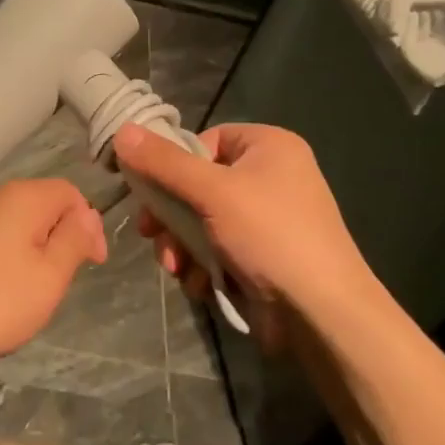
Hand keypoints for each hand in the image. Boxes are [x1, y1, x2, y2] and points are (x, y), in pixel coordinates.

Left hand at [0, 178, 106, 370]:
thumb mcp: (49, 276)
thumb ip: (74, 240)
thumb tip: (89, 216)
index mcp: (25, 197)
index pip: (72, 193)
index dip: (89, 225)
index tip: (92, 264)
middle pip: (46, 205)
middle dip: (63, 238)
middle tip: (62, 280)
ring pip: (21, 223)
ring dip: (37, 250)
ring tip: (34, 290)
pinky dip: (11, 257)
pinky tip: (2, 290)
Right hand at [113, 122, 380, 326]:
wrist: (322, 314)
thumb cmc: (270, 236)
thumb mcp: (211, 192)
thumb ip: (164, 163)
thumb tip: (122, 130)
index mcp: (269, 147)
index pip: (205, 140)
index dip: (174, 164)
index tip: (150, 190)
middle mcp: (271, 176)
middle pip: (197, 184)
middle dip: (171, 215)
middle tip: (150, 233)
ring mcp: (268, 219)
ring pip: (202, 221)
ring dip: (181, 245)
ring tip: (176, 268)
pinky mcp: (263, 256)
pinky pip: (218, 248)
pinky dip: (202, 265)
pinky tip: (199, 284)